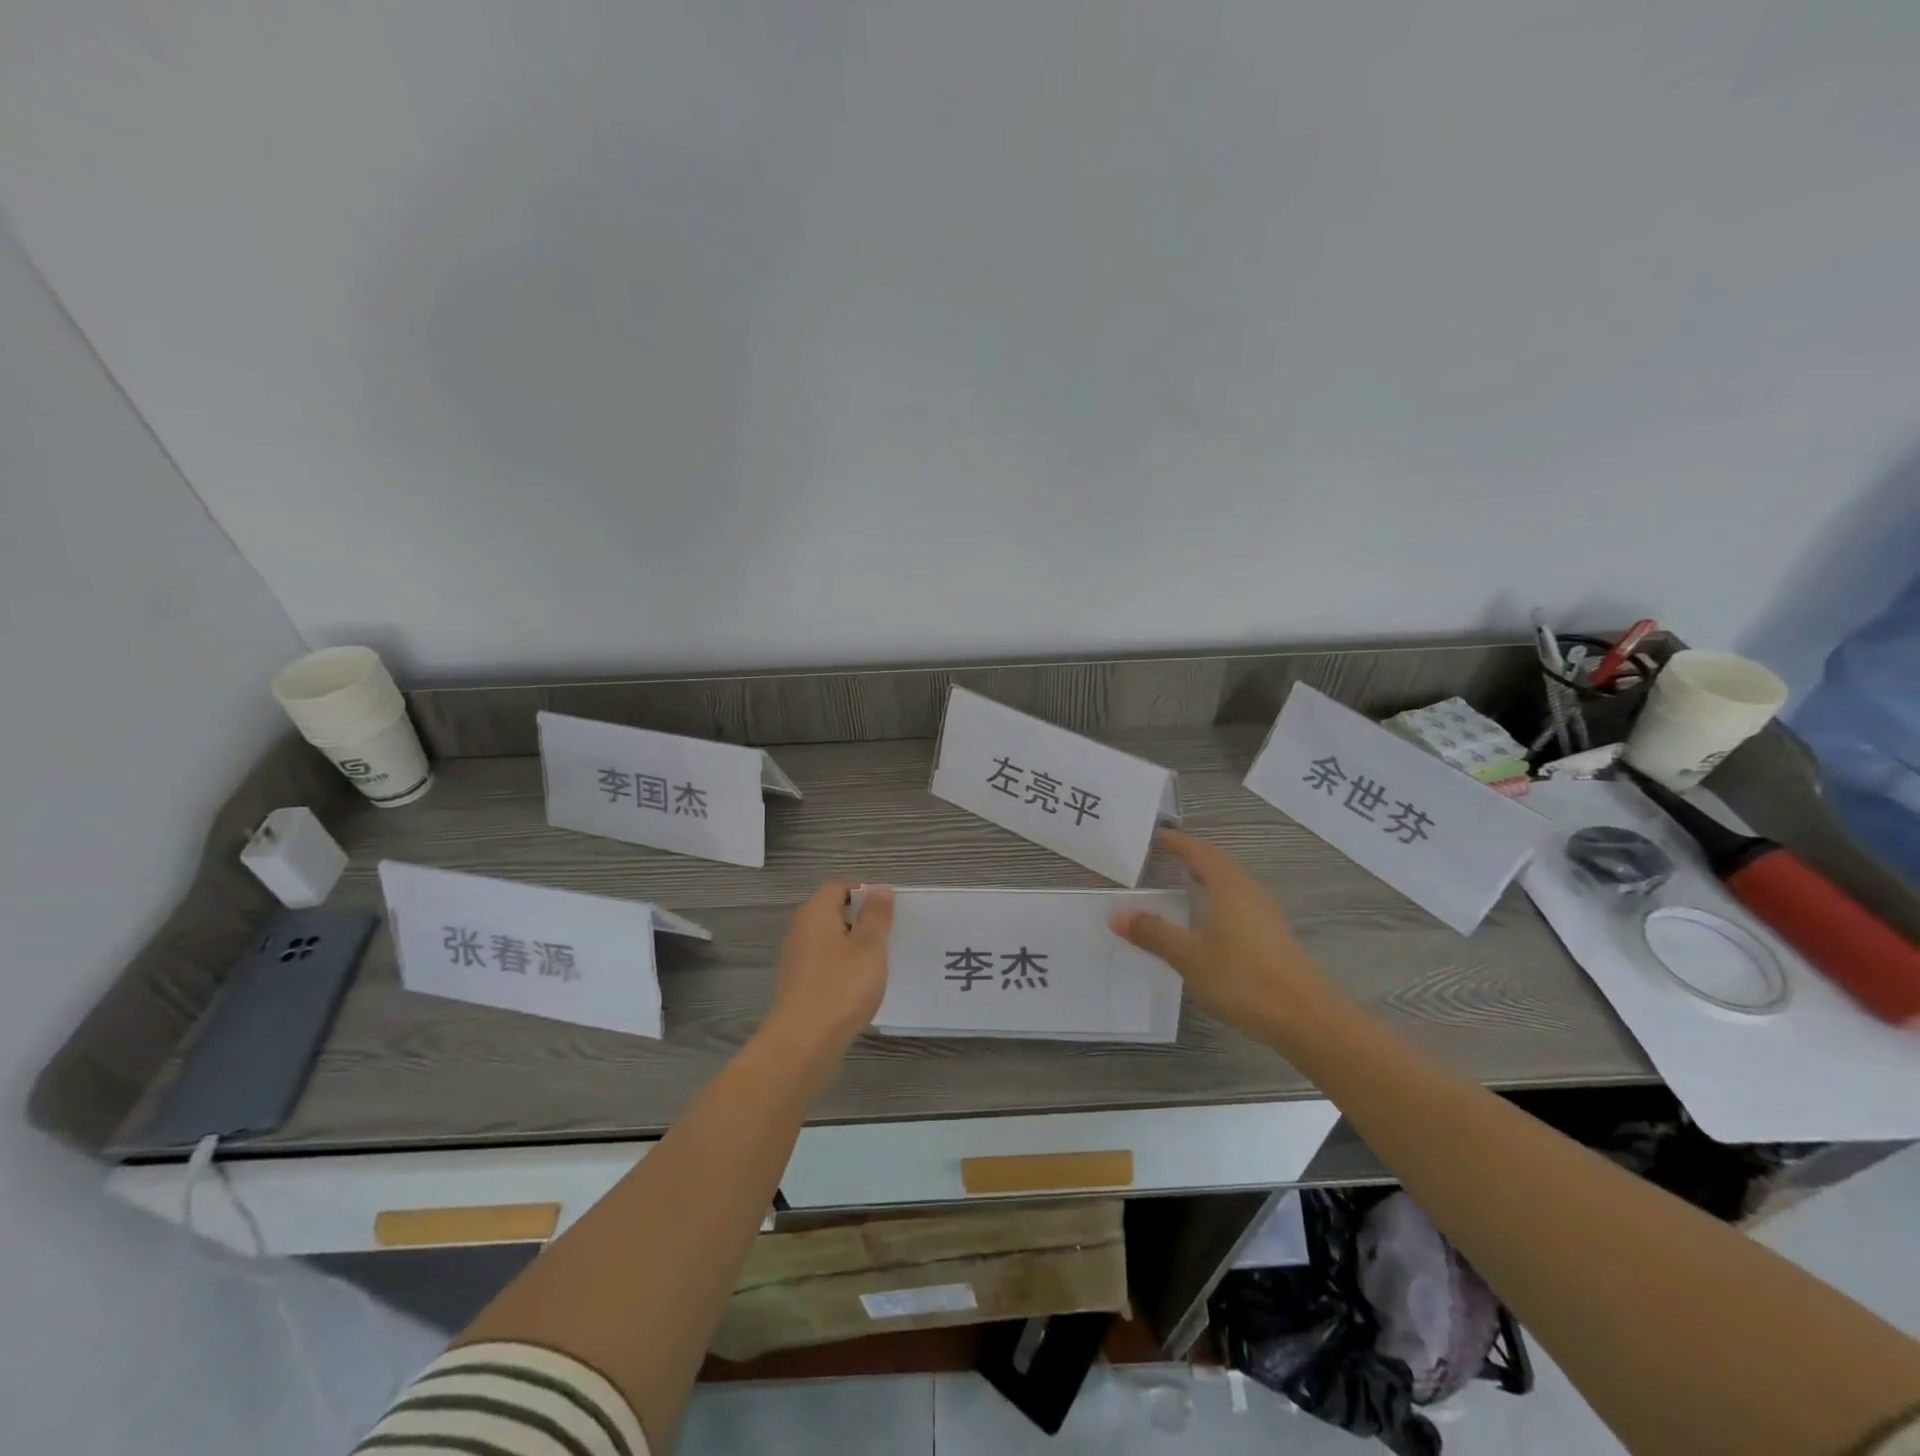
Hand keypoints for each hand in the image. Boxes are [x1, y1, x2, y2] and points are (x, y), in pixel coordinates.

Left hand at [765, 880, 893, 1053]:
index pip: (839, 887)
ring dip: (852, 944)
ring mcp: (796, 958)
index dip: (865, 892)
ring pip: (829, 939)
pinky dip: (842, 966)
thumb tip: (879, 889)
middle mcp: (800, 929)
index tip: (889, 908)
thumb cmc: (842, 987)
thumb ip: (876, 915)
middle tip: (888, 933)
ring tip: (879, 960)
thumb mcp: (870, 946)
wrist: (803, 1043)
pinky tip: (859, 985)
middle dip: (860, 918)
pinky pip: (824, 962)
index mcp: (816, 913)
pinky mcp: (797, 984)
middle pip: (832, 911)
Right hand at [1111, 829, 1329, 1038]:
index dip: (1175, 842)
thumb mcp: (1188, 956)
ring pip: (1228, 886)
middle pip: (1216, 865)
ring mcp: (1265, 914)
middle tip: (1159, 860)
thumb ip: (1153, 933)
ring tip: (1178, 888)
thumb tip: (1118, 914)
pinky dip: (1214, 903)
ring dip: (1203, 882)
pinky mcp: (1272, 936)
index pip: (1198, 851)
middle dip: (1189, 859)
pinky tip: (1203, 925)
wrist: (1306, 1019)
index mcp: (1229, 886)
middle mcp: (1249, 891)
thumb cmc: (1242, 978)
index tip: (1152, 837)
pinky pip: (1236, 906)